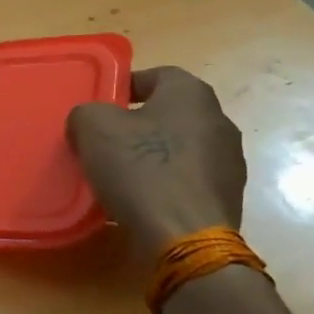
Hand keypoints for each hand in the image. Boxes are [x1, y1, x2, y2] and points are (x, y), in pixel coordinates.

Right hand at [65, 67, 246, 253]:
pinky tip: (140, 202)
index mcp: (191, 94)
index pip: (156, 75)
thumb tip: (89, 122)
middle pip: (169, 114)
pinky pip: (186, 181)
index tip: (101, 106)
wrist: (185, 238)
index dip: (125, 87)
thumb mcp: (93, 128)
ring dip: (152, 157)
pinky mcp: (226, 198)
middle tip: (104, 142)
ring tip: (119, 177)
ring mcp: (228, 162)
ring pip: (178, 149)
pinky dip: (164, 186)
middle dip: (136, 125)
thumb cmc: (141, 168)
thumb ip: (86, 113)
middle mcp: (218, 120)